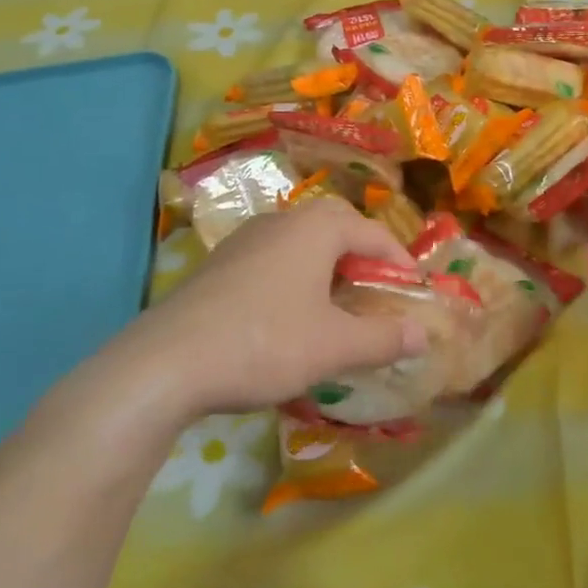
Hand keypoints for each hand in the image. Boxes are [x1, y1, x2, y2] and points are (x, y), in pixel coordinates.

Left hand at [103, 198, 426, 417]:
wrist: (164, 365)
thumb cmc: (264, 343)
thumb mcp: (334, 346)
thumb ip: (384, 337)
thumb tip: (424, 335)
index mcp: (315, 228)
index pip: (373, 233)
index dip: (399, 261)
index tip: (414, 290)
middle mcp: (280, 222)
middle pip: (335, 228)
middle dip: (362, 256)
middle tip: (376, 290)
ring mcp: (243, 241)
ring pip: (300, 244)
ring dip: (326, 267)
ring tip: (337, 304)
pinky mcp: (217, 266)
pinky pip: (272, 261)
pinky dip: (294, 279)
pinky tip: (289, 317)